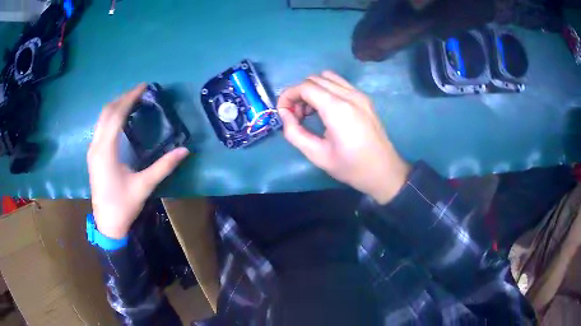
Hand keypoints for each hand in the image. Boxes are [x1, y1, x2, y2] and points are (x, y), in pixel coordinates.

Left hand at [87, 84, 188, 238]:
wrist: (107, 224)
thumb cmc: (123, 205)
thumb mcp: (144, 186)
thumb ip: (163, 166)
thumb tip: (185, 150)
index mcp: (106, 151)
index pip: (116, 116)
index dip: (129, 98)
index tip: (144, 87)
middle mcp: (96, 146)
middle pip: (106, 112)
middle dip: (123, 98)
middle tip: (140, 92)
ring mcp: (92, 150)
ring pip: (101, 119)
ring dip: (116, 106)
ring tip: (132, 101)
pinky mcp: (93, 155)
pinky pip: (100, 127)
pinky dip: (111, 117)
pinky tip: (121, 119)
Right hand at [277, 71, 409, 203]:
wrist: (384, 172)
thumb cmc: (351, 167)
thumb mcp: (317, 155)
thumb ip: (294, 133)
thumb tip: (284, 115)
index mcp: (337, 108)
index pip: (305, 86)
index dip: (288, 96)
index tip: (283, 113)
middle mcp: (349, 95)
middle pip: (314, 79)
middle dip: (299, 93)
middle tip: (296, 116)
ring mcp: (359, 94)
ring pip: (327, 77)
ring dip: (313, 89)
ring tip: (310, 112)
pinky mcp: (365, 98)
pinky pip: (340, 84)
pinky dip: (326, 90)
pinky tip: (326, 110)